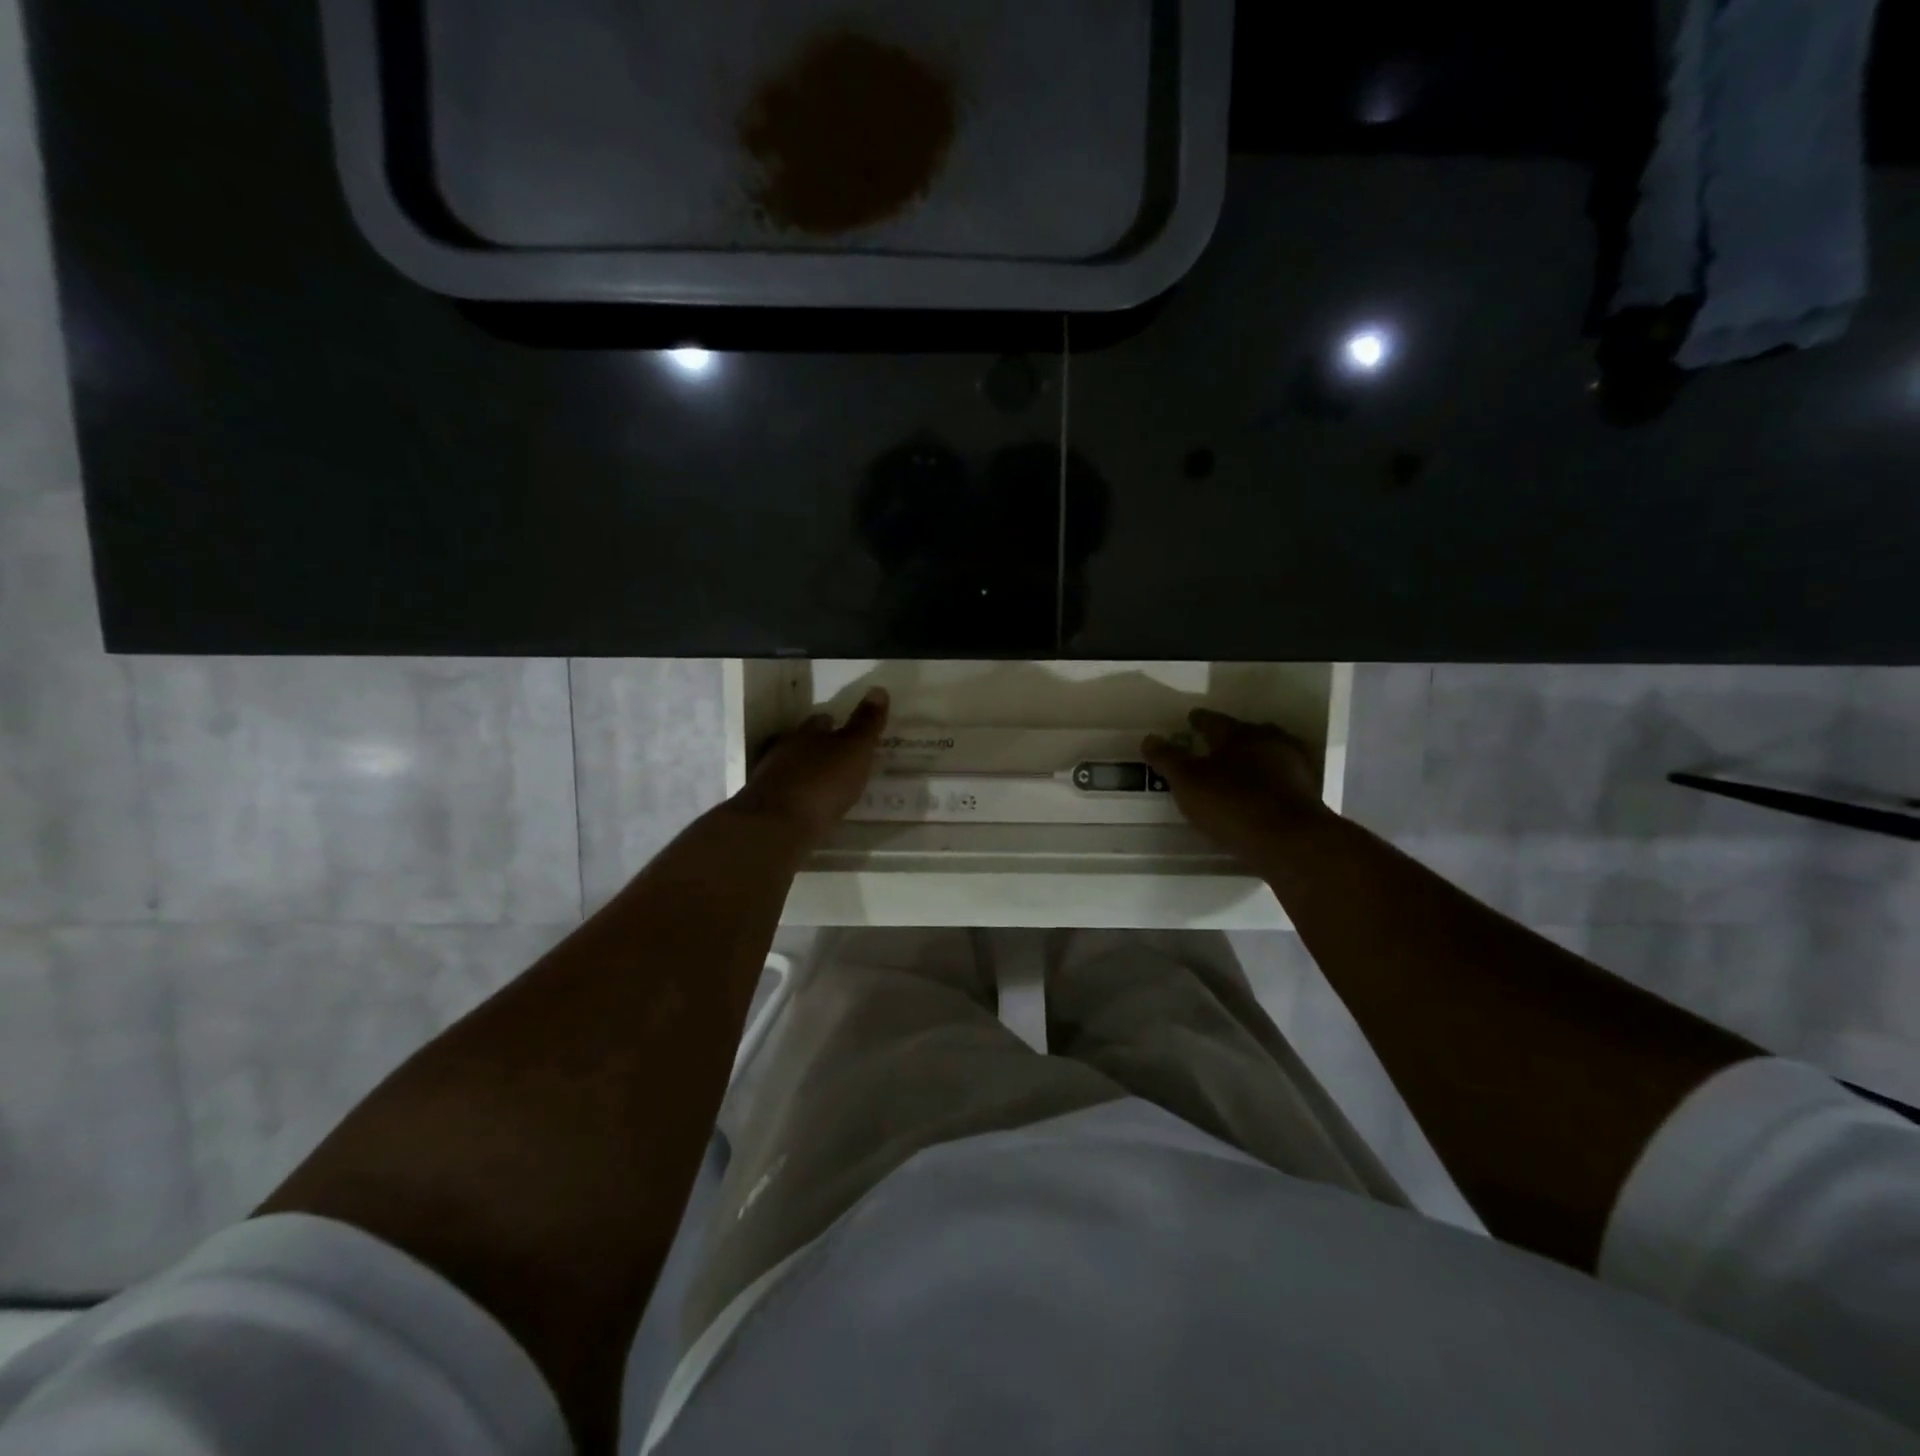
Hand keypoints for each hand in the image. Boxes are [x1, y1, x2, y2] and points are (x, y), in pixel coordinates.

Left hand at [730, 687, 889, 839]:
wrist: (777, 827)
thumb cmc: (822, 783)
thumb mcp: (854, 751)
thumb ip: (866, 724)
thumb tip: (878, 689)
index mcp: (807, 733)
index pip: (822, 720)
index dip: (835, 724)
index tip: (847, 730)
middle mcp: (785, 750)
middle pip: (804, 742)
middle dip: (819, 748)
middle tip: (840, 759)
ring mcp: (771, 778)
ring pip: (792, 768)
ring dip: (808, 773)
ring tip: (828, 785)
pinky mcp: (765, 806)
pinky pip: (787, 794)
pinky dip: (799, 797)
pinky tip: (810, 808)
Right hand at [1142, 709, 1334, 864]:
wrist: (1290, 841)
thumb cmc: (1232, 804)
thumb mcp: (1188, 782)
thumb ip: (1168, 759)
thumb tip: (1149, 738)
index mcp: (1239, 734)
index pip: (1214, 721)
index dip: (1200, 720)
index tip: (1191, 719)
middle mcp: (1270, 742)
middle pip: (1248, 733)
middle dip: (1233, 737)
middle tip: (1217, 745)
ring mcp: (1295, 767)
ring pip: (1270, 754)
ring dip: (1255, 759)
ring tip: (1240, 770)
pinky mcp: (1309, 793)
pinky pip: (1284, 779)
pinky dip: (1271, 781)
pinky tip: (1262, 794)